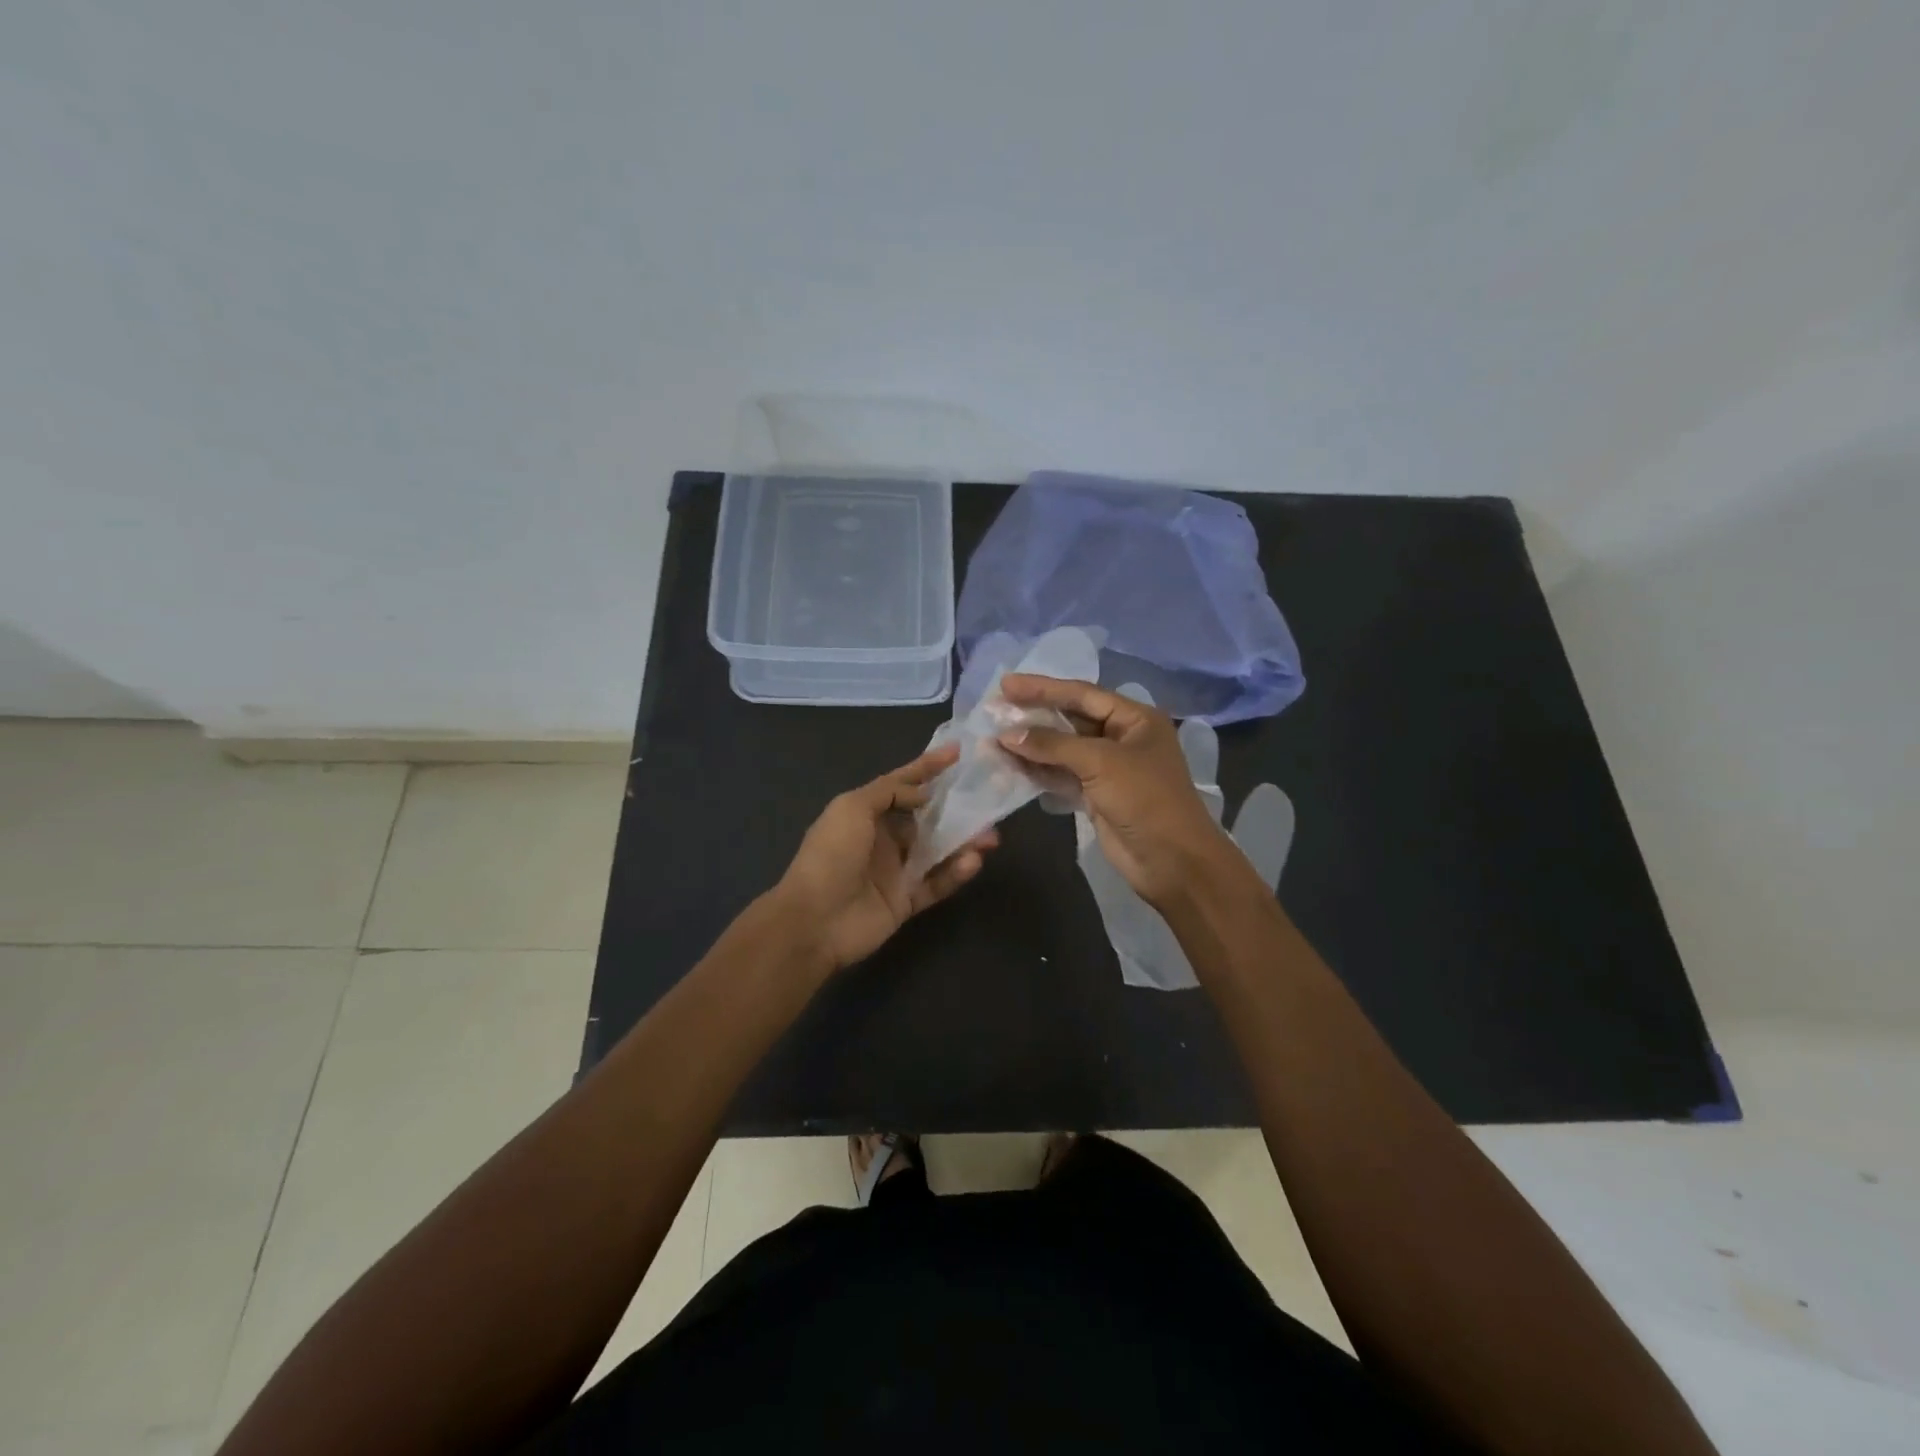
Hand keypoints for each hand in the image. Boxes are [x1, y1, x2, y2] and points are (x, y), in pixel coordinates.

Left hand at [773, 745, 998, 972]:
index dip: (928, 767)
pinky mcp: (906, 902)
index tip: (958, 752)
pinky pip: (937, 884)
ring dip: (965, 842)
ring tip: (991, 837)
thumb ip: (889, 792)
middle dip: (956, 810)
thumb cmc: (831, 855)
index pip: (902, 784)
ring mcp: (895, 872)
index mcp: (865, 813)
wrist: (814, 920)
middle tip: (987, 804)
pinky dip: (956, 873)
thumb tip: (923, 794)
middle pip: (927, 819)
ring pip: (938, 851)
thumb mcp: (853, 807)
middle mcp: (883, 839)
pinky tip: (973, 862)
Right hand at [998, 674, 1226, 908]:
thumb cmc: (1145, 799)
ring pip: (1062, 749)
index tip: (1005, 684)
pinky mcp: (1096, 794)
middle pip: (1070, 719)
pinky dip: (1038, 770)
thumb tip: (1007, 735)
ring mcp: (1108, 768)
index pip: (1082, 694)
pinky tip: (1010, 764)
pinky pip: (1061, 774)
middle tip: (994, 708)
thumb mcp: (1100, 762)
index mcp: (1134, 718)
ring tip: (993, 737)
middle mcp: (1122, 737)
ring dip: (1030, 744)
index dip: (1042, 688)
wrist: (1172, 861)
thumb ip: (1052, 745)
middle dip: (1033, 714)